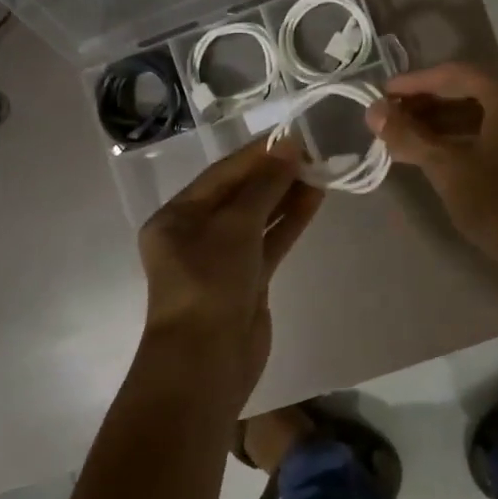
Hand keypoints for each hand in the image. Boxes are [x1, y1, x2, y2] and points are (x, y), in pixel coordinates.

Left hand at [137, 137, 323, 400]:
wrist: (207, 362)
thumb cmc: (209, 283)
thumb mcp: (235, 226)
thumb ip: (264, 185)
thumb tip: (290, 147)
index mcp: (176, 217)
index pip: (221, 174)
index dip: (257, 154)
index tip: (292, 135)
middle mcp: (195, 234)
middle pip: (239, 194)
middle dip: (274, 174)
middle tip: (313, 152)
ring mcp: (222, 259)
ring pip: (258, 218)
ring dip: (286, 195)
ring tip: (320, 170)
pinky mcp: (246, 281)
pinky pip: (269, 242)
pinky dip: (289, 222)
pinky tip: (314, 199)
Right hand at [367, 63, 497, 281]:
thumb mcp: (448, 168)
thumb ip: (409, 136)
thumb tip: (374, 111)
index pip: (455, 74)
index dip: (415, 83)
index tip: (383, 93)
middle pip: (473, 89)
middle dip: (430, 101)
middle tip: (393, 115)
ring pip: (488, 111)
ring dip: (448, 120)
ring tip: (410, 135)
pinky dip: (471, 134)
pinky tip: (444, 151)